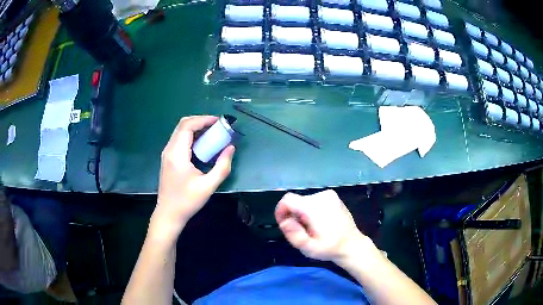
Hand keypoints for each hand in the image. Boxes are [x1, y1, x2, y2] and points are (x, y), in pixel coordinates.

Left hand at [151, 116, 234, 238]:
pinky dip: (191, 136)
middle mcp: (169, 149)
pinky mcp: (167, 158)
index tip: (219, 122)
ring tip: (212, 134)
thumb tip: (231, 148)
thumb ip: (222, 166)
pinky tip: (202, 145)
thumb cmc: (187, 201)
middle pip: (183, 124)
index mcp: (177, 154)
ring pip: (180, 131)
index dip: (203, 120)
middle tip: (217, 127)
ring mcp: (166, 153)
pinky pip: (179, 139)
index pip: (187, 126)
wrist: (169, 214)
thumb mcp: (208, 186)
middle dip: (200, 121)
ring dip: (196, 128)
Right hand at [275, 189, 367, 261]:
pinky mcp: (333, 197)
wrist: (352, 245)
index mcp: (314, 207)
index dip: (281, 211)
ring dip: (302, 213)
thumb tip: (284, 221)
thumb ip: (293, 234)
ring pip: (304, 201)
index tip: (283, 224)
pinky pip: (314, 200)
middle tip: (300, 231)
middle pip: (296, 201)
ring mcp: (329, 195)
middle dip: (293, 215)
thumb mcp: (308, 248)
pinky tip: (320, 223)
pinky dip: (311, 210)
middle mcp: (321, 196)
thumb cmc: (329, 248)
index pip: (288, 199)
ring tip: (311, 228)